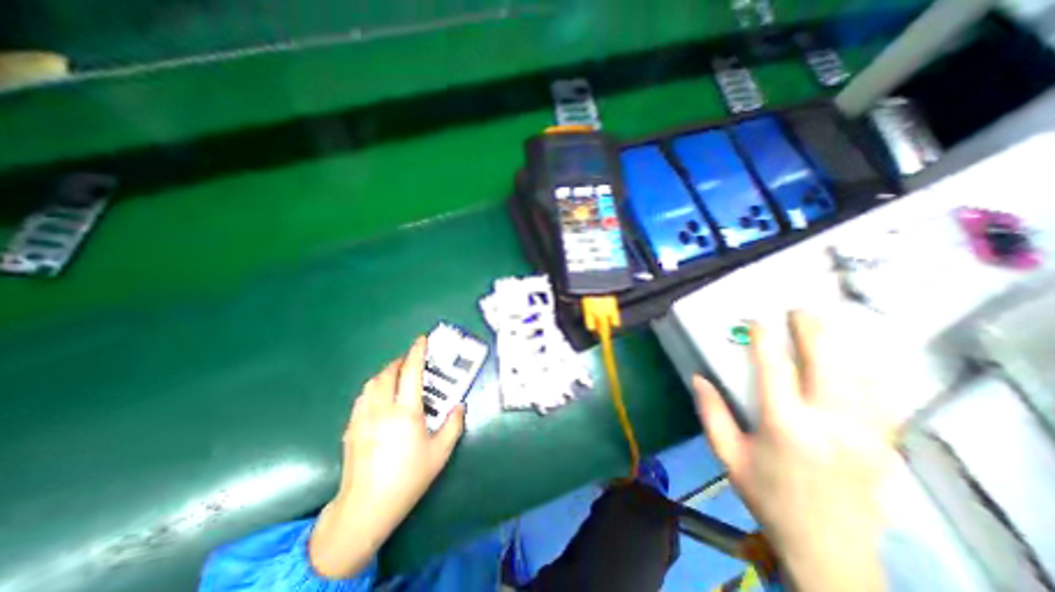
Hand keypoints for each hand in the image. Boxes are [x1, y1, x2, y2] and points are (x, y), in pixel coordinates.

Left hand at [310, 337, 463, 577]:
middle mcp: (382, 409)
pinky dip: (374, 388)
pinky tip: (381, 398)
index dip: (417, 353)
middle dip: (400, 362)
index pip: (411, 373)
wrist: (366, 507)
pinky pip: (363, 397)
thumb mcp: (440, 453)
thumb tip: (459, 406)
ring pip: (372, 383)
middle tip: (412, 362)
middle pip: (388, 373)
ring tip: (397, 377)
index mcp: (406, 413)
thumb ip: (453, 425)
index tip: (422, 339)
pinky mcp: (351, 427)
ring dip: (386, 373)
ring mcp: (363, 418)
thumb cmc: (408, 478)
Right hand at [699, 312, 891, 588]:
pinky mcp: (884, 445)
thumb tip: (698, 377)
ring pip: (861, 376)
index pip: (775, 369)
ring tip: (827, 326)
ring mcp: (865, 434)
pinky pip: (884, 398)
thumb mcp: (727, 455)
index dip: (765, 340)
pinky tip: (860, 360)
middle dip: (813, 331)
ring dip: (843, 345)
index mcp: (784, 426)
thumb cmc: (767, 495)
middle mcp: (829, 424)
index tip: (757, 320)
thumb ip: (711, 413)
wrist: (828, 548)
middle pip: (827, 364)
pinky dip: (871, 371)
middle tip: (800, 311)